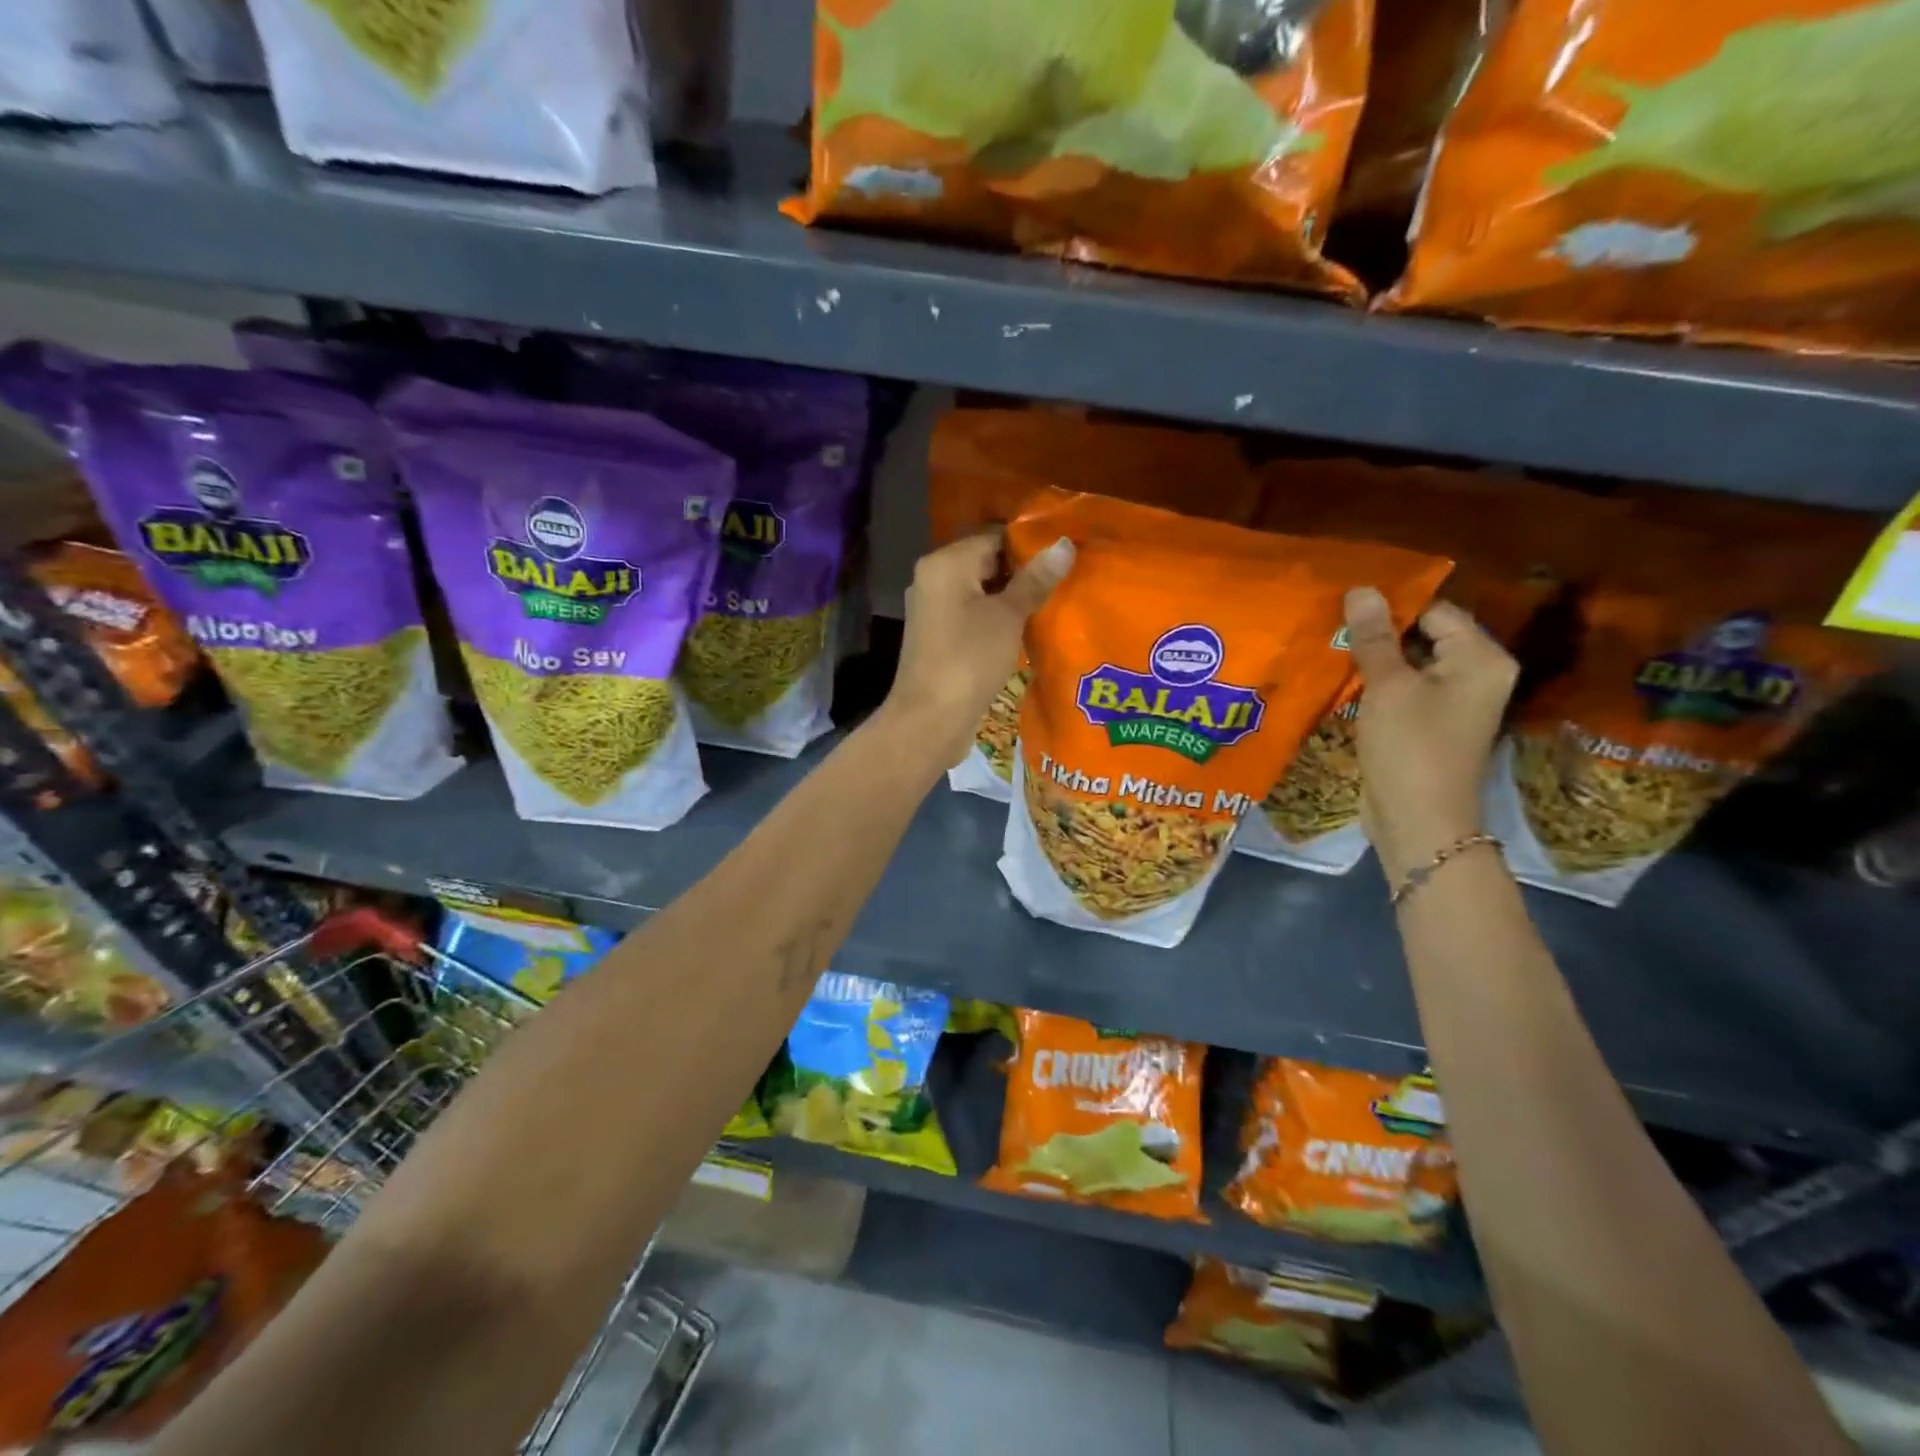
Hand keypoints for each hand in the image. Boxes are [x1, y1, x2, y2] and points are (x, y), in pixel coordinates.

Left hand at [883, 530, 1073, 764]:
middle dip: (1022, 572)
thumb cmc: (969, 659)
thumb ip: (1035, 579)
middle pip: (985, 562)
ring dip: (1011, 598)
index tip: (1064, 557)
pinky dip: (995, 618)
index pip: (994, 536)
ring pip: (979, 591)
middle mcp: (932, 578)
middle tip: (1064, 581)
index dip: (1030, 545)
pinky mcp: (937, 636)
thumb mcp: (1008, 616)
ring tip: (1051, 603)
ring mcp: (932, 609)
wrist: (930, 719)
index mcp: (945, 563)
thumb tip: (1065, 544)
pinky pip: (971, 614)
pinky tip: (1023, 629)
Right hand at [1344, 587, 1517, 887]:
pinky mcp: (1431, 724)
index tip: (1343, 607)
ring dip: (1374, 658)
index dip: (1390, 607)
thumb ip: (1374, 637)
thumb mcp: (1388, 687)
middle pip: (1425, 635)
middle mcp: (1477, 674)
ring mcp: (1455, 702)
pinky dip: (1378, 683)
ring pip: (1411, 663)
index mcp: (1481, 658)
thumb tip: (1361, 589)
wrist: (1419, 822)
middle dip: (1379, 632)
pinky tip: (1343, 679)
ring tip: (1330, 647)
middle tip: (1331, 625)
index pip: (1435, 611)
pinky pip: (1405, 689)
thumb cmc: (1410, 748)